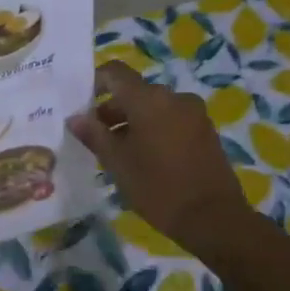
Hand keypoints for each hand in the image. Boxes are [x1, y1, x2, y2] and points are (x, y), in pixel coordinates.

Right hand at [68, 62, 256, 252]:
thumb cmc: (157, 187)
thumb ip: (94, 135)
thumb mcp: (117, 163)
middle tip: (97, 136)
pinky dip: (154, 129)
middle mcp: (173, 97)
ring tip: (120, 151)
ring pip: (154, 107)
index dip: (95, 82)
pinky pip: (172, 119)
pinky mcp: (206, 130)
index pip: (115, 72)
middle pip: (135, 91)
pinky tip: (147, 157)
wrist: (214, 218)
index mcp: (149, 99)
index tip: (81, 105)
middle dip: (113, 109)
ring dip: (134, 121)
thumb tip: (75, 118)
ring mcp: (194, 113)